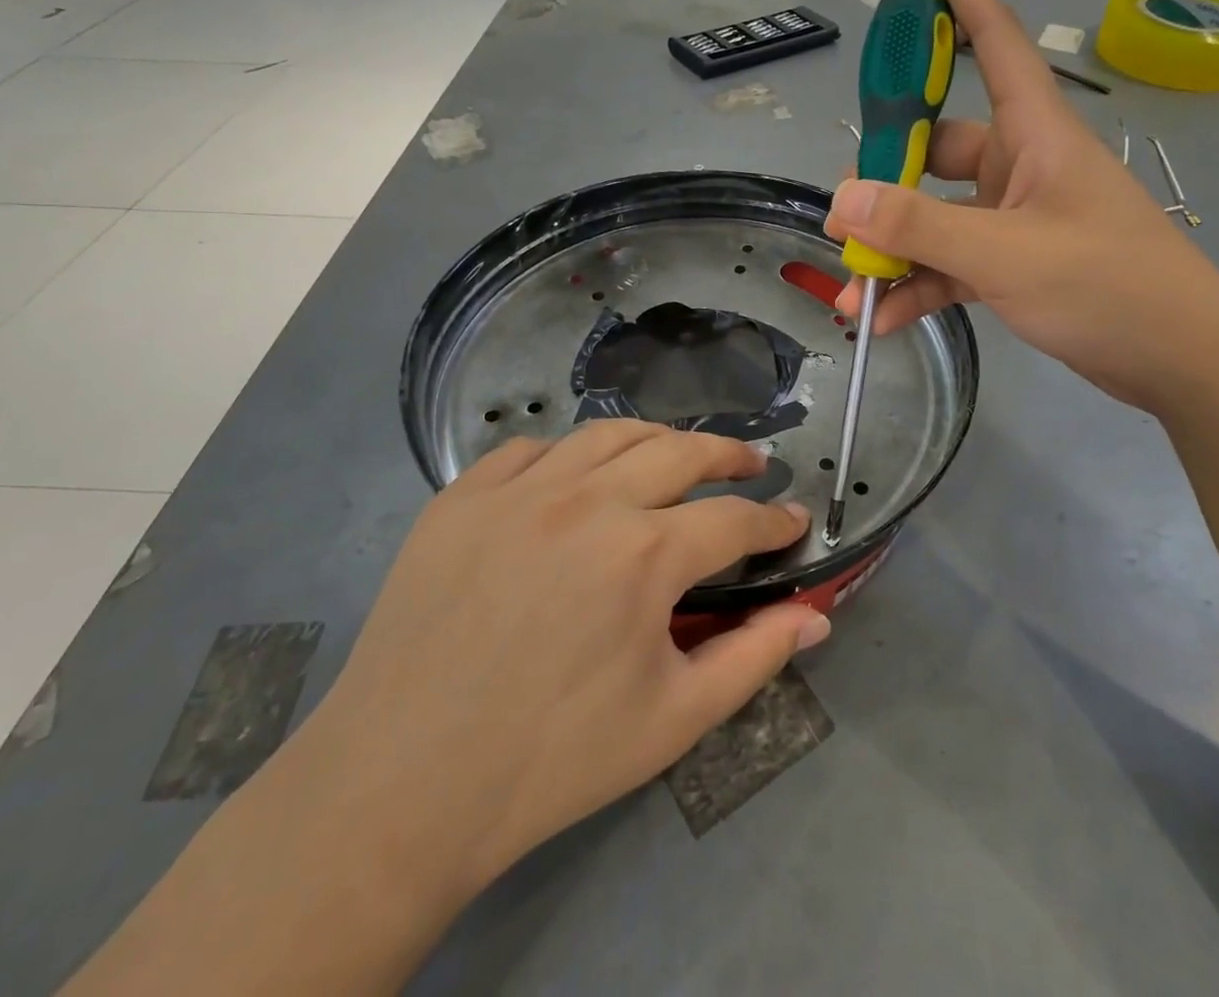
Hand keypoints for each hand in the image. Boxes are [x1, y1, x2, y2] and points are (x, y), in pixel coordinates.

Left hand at [285, 421, 826, 909]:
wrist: (402, 785)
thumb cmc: (552, 758)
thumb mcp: (674, 719)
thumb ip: (754, 657)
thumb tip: (817, 616)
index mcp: (644, 553)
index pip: (734, 519)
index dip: (773, 520)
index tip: (793, 522)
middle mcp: (587, 499)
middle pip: (680, 450)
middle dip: (728, 455)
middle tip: (750, 464)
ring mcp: (518, 489)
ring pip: (607, 434)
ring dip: (655, 440)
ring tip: (675, 455)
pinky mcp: (461, 496)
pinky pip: (529, 450)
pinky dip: (567, 454)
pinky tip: (574, 478)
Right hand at [828, 0, 1218, 411]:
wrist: (1183, 361)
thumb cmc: (1110, 286)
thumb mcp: (1007, 253)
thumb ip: (921, 226)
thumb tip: (842, 201)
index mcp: (1035, 131)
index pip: (991, 36)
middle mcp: (1021, 163)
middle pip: (938, 144)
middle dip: (887, 176)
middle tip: (844, 213)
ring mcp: (1016, 215)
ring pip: (937, 214)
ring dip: (895, 247)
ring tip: (852, 283)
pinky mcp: (1015, 262)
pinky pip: (951, 262)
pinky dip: (918, 285)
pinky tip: (881, 317)